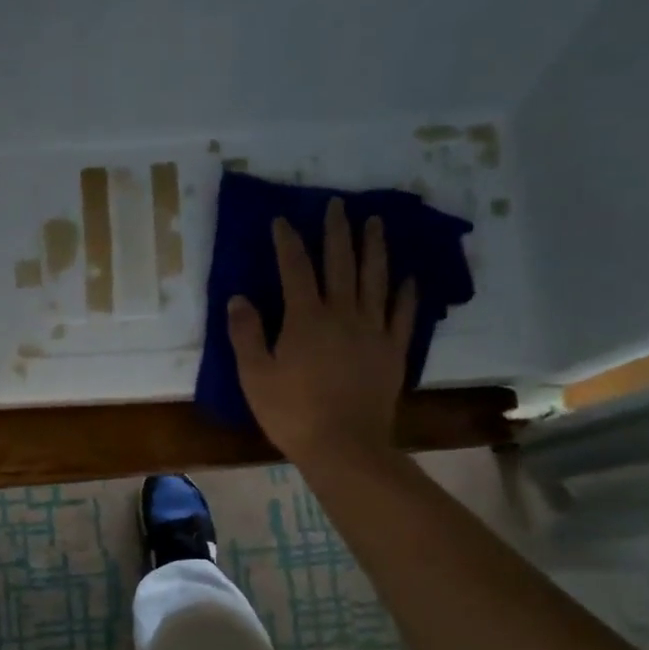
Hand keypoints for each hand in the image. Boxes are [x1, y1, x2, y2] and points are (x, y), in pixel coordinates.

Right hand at [227, 199, 415, 467]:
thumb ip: (247, 334)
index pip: (295, 269)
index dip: (288, 242)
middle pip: (340, 264)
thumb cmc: (292, 413)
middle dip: (337, 231)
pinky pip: (403, 314)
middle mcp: (343, 314)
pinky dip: (406, 293)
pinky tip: (409, 277)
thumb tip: (239, 298)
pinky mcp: (393, 350)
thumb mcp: (255, 376)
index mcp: (306, 319)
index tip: (282, 219)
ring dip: (374, 248)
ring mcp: (373, 330)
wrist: (344, 445)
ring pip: (376, 279)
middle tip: (337, 204)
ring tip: (376, 222)